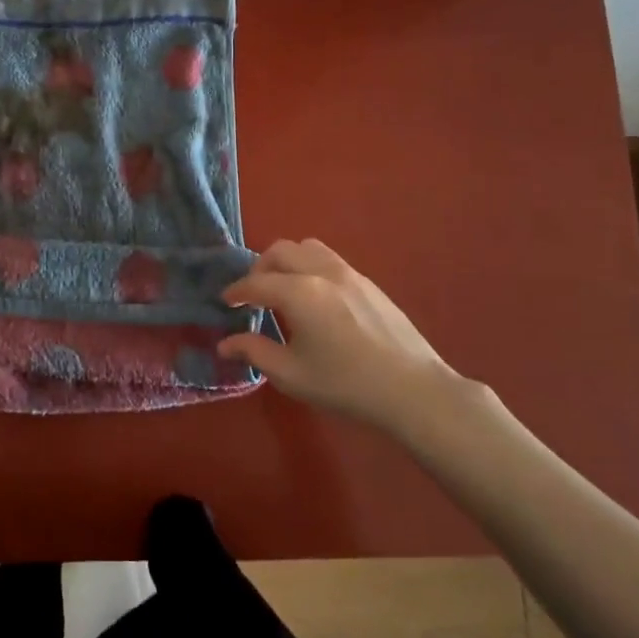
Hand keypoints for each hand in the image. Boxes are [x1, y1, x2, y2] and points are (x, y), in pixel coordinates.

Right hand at [218, 238, 479, 431]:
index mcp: (298, 292)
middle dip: (259, 269)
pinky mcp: (368, 282)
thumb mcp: (291, 374)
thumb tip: (225, 343)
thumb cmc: (345, 384)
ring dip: (287, 262)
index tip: (226, 302)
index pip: (255, 282)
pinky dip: (310, 267)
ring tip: (284, 289)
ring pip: (307, 247)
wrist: (412, 390)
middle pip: (279, 251)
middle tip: (254, 295)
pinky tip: (315, 299)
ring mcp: (349, 273)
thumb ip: (255, 352)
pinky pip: (329, 259)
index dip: (236, 291)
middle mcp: (321, 272)